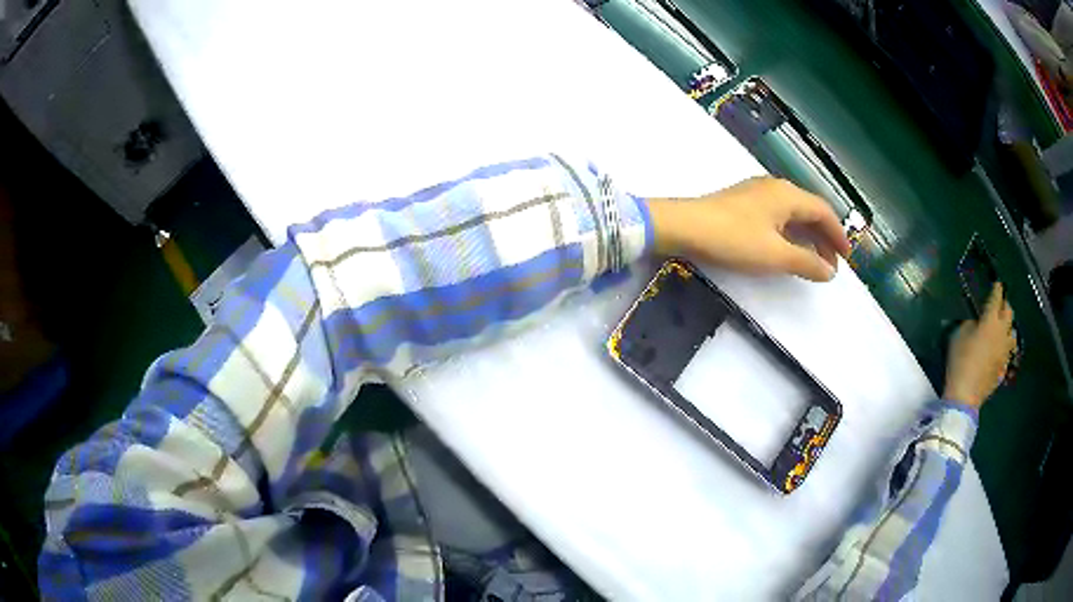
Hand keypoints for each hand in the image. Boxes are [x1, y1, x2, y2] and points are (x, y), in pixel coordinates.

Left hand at [646, 177, 851, 281]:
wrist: (683, 225)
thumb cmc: (733, 239)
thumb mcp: (774, 255)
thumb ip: (806, 262)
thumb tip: (830, 271)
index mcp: (787, 195)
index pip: (823, 211)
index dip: (838, 234)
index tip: (847, 257)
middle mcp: (775, 187)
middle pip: (809, 210)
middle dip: (824, 237)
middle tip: (831, 264)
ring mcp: (756, 193)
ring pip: (792, 213)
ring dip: (806, 236)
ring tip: (813, 261)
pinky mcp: (742, 202)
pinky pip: (777, 216)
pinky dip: (789, 233)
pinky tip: (787, 248)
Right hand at [943, 283, 1016, 408]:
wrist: (965, 395)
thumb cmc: (960, 361)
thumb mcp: (958, 335)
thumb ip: (970, 324)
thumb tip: (976, 322)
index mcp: (990, 320)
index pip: (996, 298)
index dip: (997, 289)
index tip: (997, 283)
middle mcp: (1002, 332)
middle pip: (1009, 312)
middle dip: (1005, 305)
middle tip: (1000, 304)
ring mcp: (1005, 351)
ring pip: (1012, 333)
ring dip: (1008, 328)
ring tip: (1003, 329)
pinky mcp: (1003, 367)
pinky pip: (1008, 352)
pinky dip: (1005, 347)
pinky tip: (999, 350)